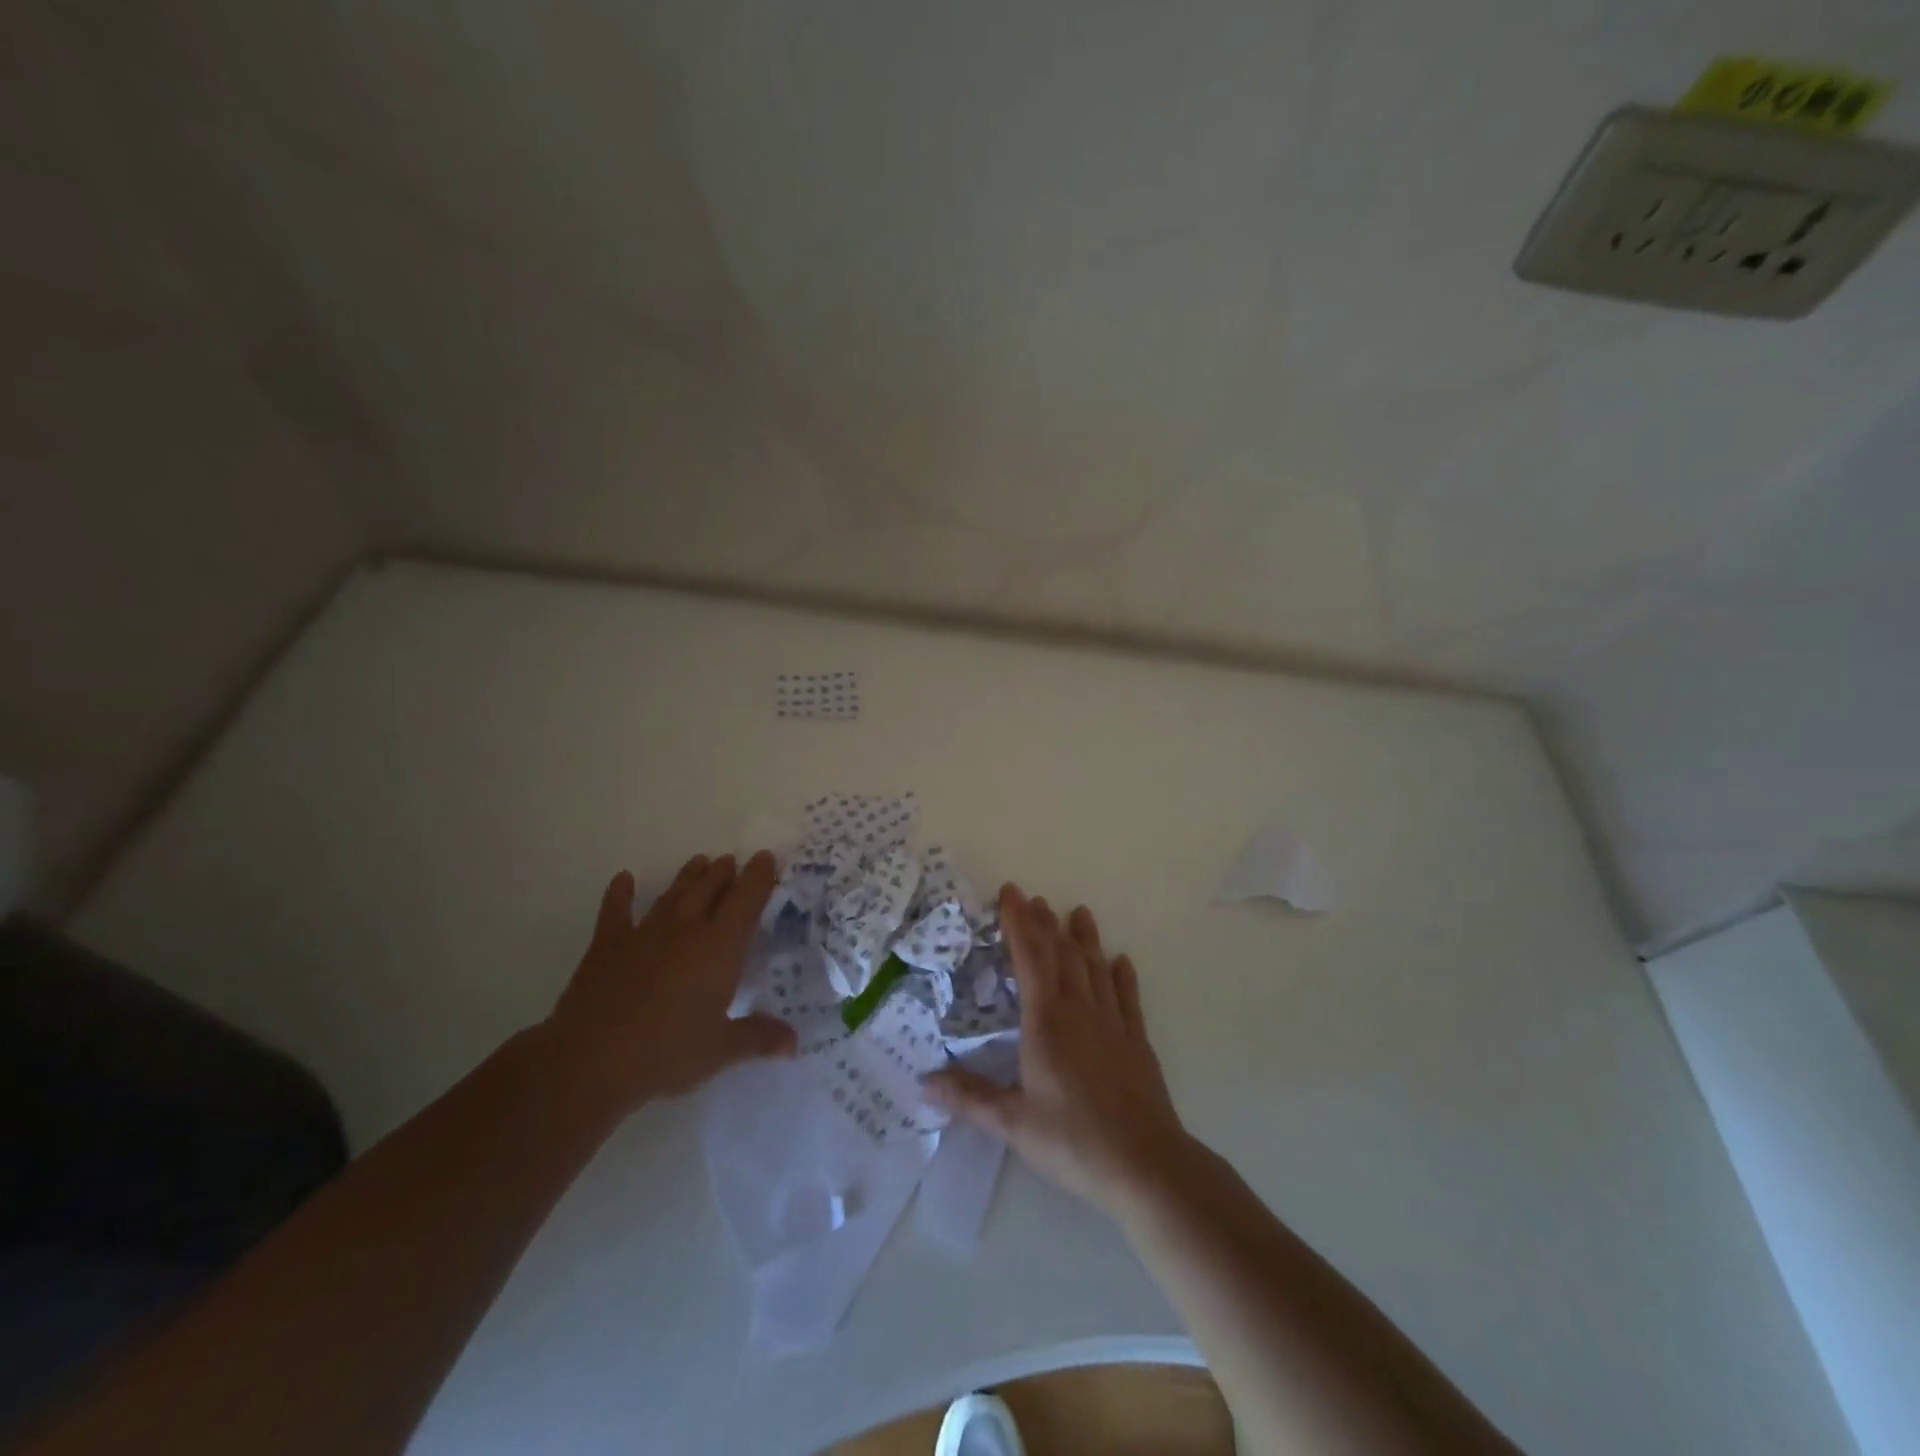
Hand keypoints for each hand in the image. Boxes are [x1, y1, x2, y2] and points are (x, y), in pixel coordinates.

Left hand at [540, 852, 796, 1115]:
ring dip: (688, 877)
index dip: (759, 877)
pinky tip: (624, 878)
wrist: (590, 1060)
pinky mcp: (607, 945)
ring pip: (673, 894)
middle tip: (731, 861)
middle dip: (723, 873)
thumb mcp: (720, 1050)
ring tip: (699, 862)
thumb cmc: (666, 1053)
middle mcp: (685, 929)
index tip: (767, 857)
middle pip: (709, 889)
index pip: (746, 901)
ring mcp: (644, 933)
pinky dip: (620, 893)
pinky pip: (615, 910)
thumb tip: (794, 1042)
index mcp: (719, 947)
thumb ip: (758, 1038)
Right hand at [925, 885, 1190, 1215]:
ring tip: (1079, 912)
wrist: (1146, 1165)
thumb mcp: (1013, 1123)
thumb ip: (969, 1097)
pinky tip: (1121, 961)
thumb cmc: (1073, 1141)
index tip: (1010, 893)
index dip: (1018, 923)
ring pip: (1095, 969)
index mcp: (1046, 1022)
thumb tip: (923, 1081)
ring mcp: (1113, 1024)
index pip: (1029, 958)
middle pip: (1061, 955)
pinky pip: (1127, 998)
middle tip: (1035, 898)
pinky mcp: (1137, 1042)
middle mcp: (1080, 1011)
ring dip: (1084, 939)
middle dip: (1045, 924)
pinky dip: (1122, 976)